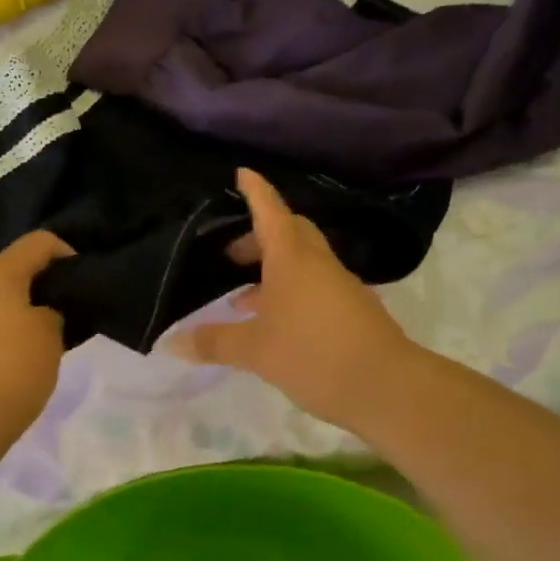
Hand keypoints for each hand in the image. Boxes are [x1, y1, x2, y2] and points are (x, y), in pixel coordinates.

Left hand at [0, 230, 74, 431]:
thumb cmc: (13, 368)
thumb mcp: (51, 336)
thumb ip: (52, 313)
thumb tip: (41, 313)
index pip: (39, 242)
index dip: (66, 255)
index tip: (81, 284)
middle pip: (11, 271)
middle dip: (39, 289)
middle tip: (63, 318)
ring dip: (15, 313)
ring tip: (35, 344)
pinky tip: (6, 364)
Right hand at [166, 169, 418, 432]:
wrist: (387, 387)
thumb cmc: (314, 355)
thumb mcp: (255, 351)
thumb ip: (214, 343)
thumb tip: (173, 342)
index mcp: (293, 260)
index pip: (271, 212)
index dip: (256, 192)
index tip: (243, 173)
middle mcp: (318, 264)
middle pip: (290, 233)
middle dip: (259, 236)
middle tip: (230, 254)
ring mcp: (339, 286)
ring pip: (303, 262)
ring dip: (273, 269)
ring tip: (242, 296)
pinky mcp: (351, 310)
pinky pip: (314, 286)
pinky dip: (289, 291)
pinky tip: (273, 321)